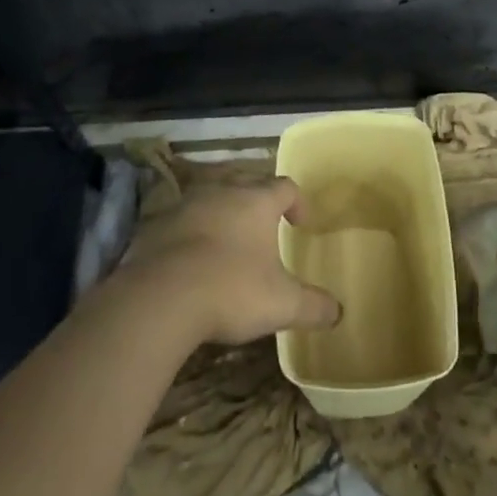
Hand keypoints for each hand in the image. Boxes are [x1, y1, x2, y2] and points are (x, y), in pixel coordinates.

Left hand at [119, 180, 342, 345]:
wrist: (161, 297)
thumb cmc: (231, 290)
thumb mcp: (282, 304)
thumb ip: (313, 306)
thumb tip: (339, 312)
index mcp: (257, 201)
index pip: (285, 186)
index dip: (297, 201)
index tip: (301, 223)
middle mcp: (223, 192)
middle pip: (245, 183)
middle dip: (256, 201)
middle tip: (263, 227)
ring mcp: (186, 206)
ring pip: (210, 199)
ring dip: (221, 215)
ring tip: (227, 243)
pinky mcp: (157, 226)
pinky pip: (181, 223)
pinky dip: (190, 235)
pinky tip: (191, 263)